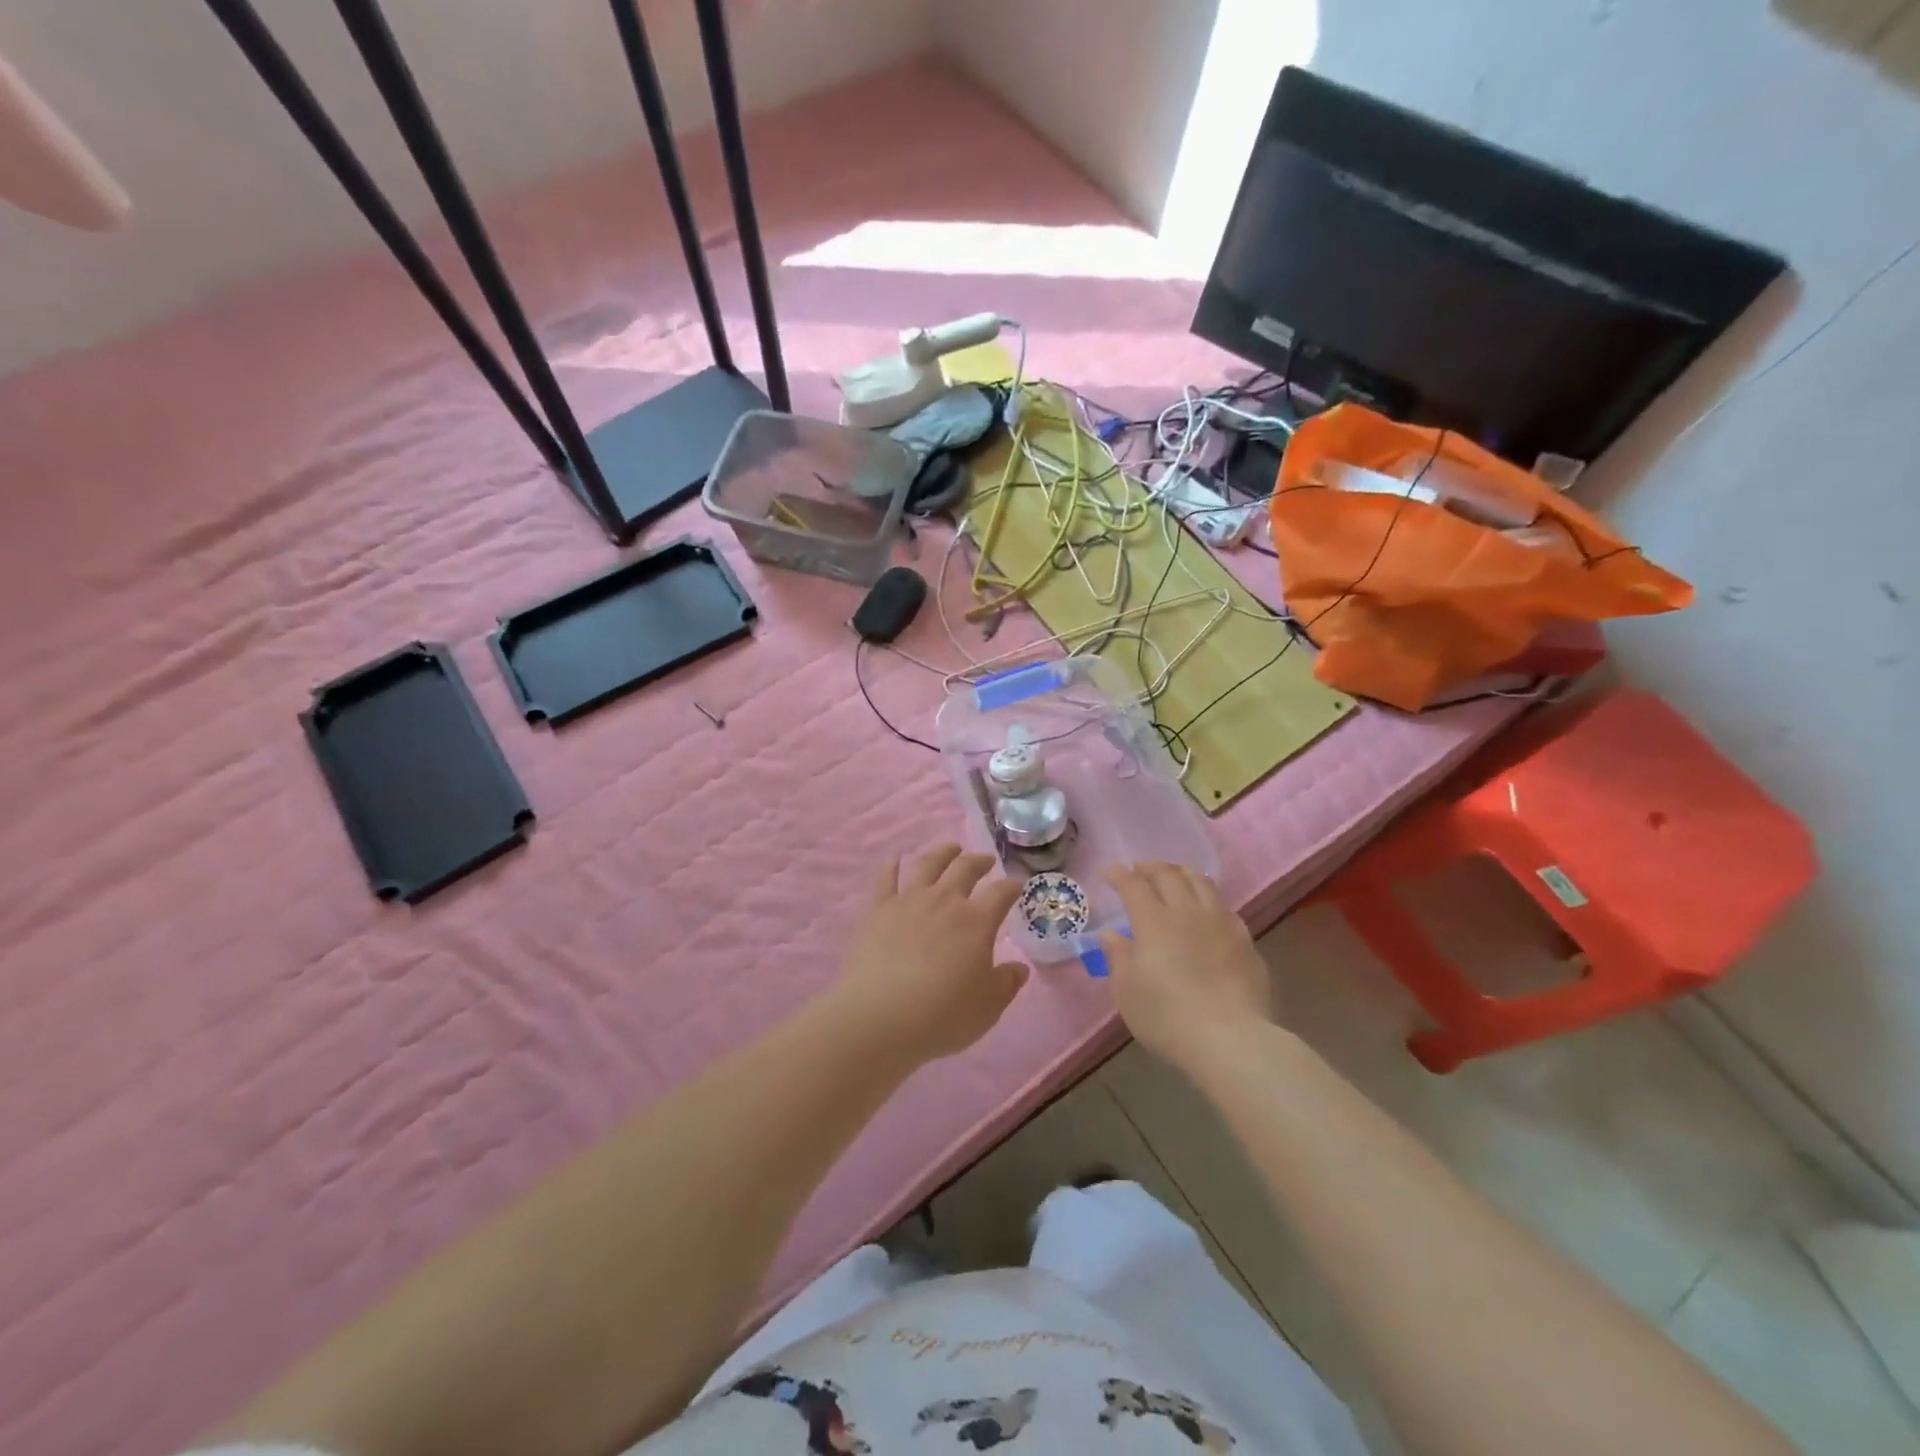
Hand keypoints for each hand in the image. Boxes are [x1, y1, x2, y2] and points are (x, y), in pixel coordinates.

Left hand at [834, 845, 1028, 1067]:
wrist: (880, 1016)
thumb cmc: (942, 1015)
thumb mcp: (987, 1007)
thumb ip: (1006, 984)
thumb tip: (1020, 968)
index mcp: (976, 921)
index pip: (1001, 893)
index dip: (1012, 886)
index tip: (1017, 884)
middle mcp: (944, 901)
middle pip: (965, 868)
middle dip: (979, 861)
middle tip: (985, 860)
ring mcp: (909, 901)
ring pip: (928, 864)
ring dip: (942, 853)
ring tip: (950, 848)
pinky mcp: (878, 909)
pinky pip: (886, 879)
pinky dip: (892, 867)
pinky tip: (895, 861)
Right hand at [1102, 863, 1270, 1071]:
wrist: (1230, 1039)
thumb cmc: (1166, 1016)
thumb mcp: (1127, 991)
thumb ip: (1118, 957)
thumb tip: (1112, 934)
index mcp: (1153, 921)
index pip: (1133, 885)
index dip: (1120, 875)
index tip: (1110, 872)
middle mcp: (1187, 912)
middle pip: (1169, 875)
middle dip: (1150, 867)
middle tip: (1139, 870)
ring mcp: (1220, 923)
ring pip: (1202, 883)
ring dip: (1183, 874)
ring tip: (1175, 877)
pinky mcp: (1245, 941)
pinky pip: (1224, 907)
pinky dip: (1209, 900)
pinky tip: (1207, 912)